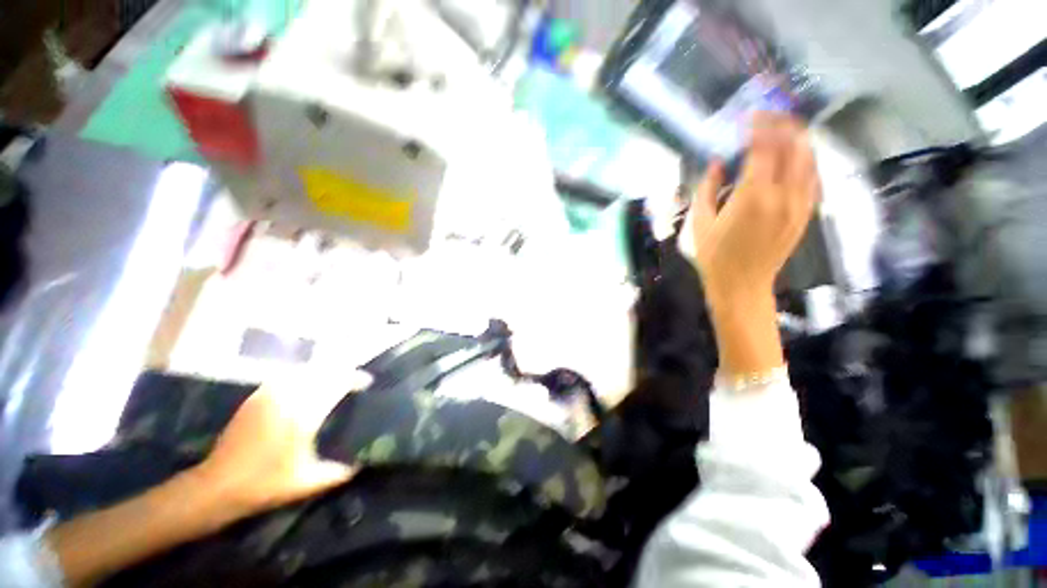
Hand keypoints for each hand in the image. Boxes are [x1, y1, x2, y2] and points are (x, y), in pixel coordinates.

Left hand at [193, 369, 371, 516]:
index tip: (368, 381)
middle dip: (342, 372)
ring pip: (304, 370)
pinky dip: (303, 375)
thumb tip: (364, 463)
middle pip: (322, 372)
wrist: (217, 486)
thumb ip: (341, 472)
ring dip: (323, 371)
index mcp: (304, 415)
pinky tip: (307, 382)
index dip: (355, 378)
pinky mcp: (256, 396)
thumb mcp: (309, 482)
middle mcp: (288, 398)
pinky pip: (286, 376)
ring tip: (335, 379)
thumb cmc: (266, 485)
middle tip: (355, 380)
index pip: (336, 383)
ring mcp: (269, 394)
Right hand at [688, 113, 819, 301]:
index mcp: (751, 196)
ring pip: (809, 158)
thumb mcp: (698, 224)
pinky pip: (814, 178)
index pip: (763, 148)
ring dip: (798, 138)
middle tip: (769, 115)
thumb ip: (705, 190)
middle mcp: (782, 195)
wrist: (742, 285)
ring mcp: (799, 204)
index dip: (759, 126)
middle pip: (792, 146)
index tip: (750, 115)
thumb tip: (714, 163)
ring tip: (785, 128)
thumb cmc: (714, 257)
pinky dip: (806, 160)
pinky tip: (797, 155)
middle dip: (782, 124)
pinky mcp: (806, 214)